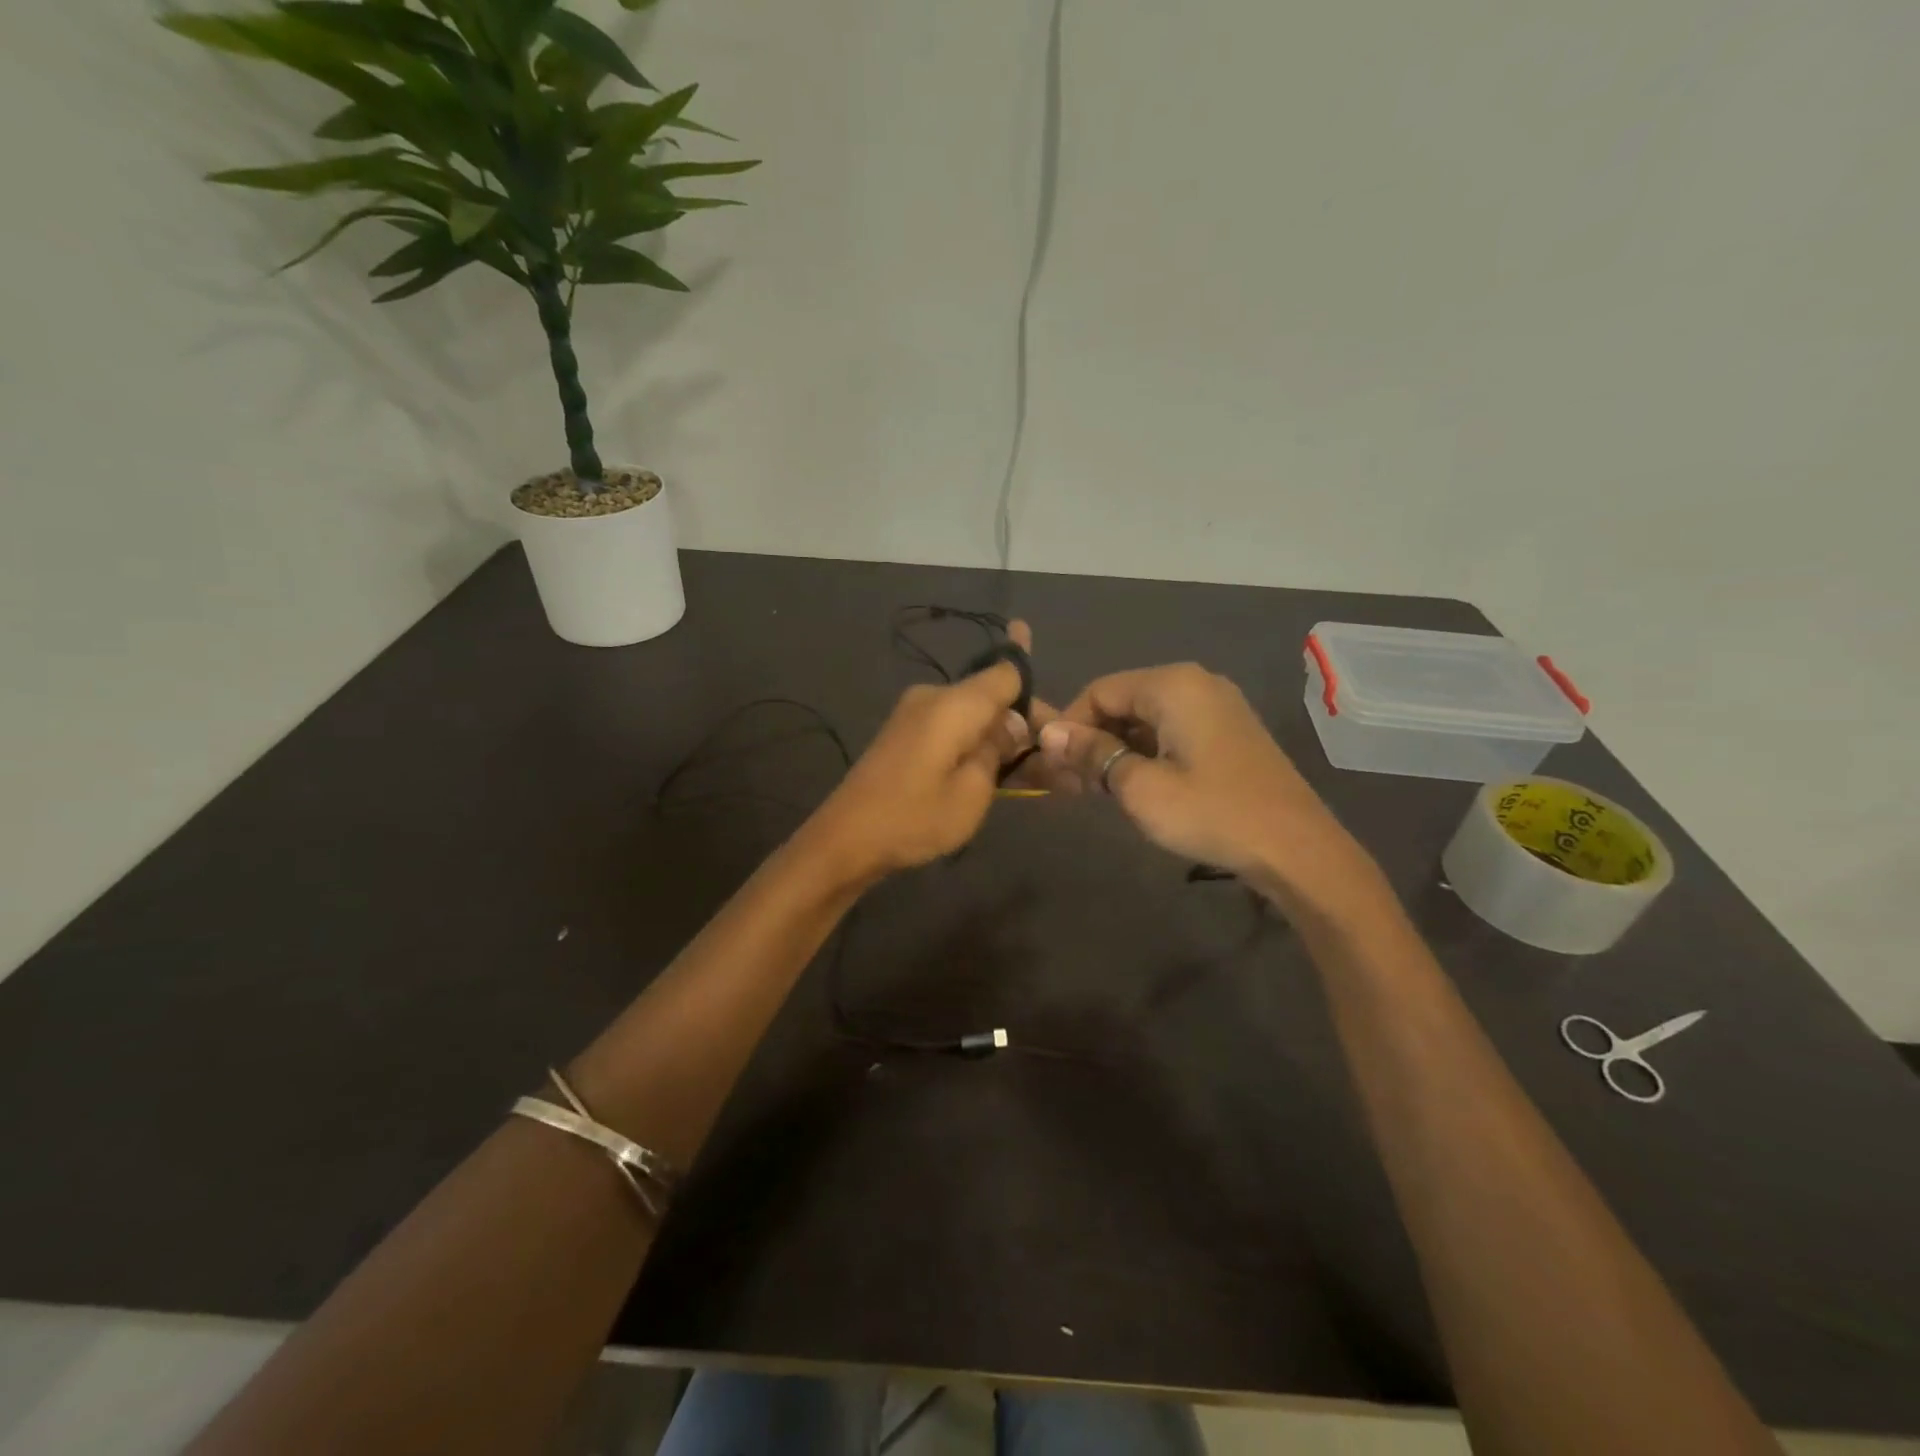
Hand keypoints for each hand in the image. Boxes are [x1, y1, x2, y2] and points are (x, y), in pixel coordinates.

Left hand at [806, 623, 1034, 883]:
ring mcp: (915, 713)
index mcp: (954, 703)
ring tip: (1036, 774)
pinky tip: (997, 770)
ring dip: (1002, 738)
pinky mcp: (905, 733)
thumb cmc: (913, 818)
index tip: (1060, 720)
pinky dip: (977, 745)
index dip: (1036, 688)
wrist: (845, 839)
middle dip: (1024, 724)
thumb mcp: (972, 792)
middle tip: (1055, 763)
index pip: (1007, 672)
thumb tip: (1013, 724)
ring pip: (974, 715)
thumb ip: (998, 750)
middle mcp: (934, 696)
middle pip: (992, 695)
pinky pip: (953, 728)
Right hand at [1037, 663, 1383, 911]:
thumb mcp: (1140, 787)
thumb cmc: (1212, 813)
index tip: (1052, 766)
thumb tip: (1048, 732)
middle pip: (1122, 701)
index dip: (1069, 726)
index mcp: (1172, 685)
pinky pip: (1171, 731)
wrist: (1297, 849)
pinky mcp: (1228, 733)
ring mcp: (1217, 707)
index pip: (1099, 691)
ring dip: (1116, 750)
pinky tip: (1134, 786)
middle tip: (1070, 784)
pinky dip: (1145, 753)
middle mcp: (1195, 683)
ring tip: (1096, 791)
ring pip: (1146, 718)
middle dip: (1091, 739)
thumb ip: (1092, 753)